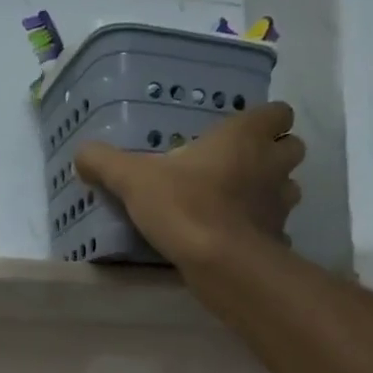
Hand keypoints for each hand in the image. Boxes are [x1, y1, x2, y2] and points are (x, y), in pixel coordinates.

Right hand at [75, 102, 304, 266]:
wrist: (219, 261)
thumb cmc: (184, 205)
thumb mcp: (133, 180)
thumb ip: (105, 163)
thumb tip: (80, 154)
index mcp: (244, 137)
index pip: (278, 111)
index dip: (264, 120)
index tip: (239, 133)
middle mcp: (271, 164)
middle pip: (292, 147)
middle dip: (273, 154)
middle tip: (240, 167)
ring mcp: (280, 203)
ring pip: (290, 187)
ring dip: (272, 191)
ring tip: (240, 203)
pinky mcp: (278, 238)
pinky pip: (278, 229)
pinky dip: (264, 231)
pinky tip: (240, 239)